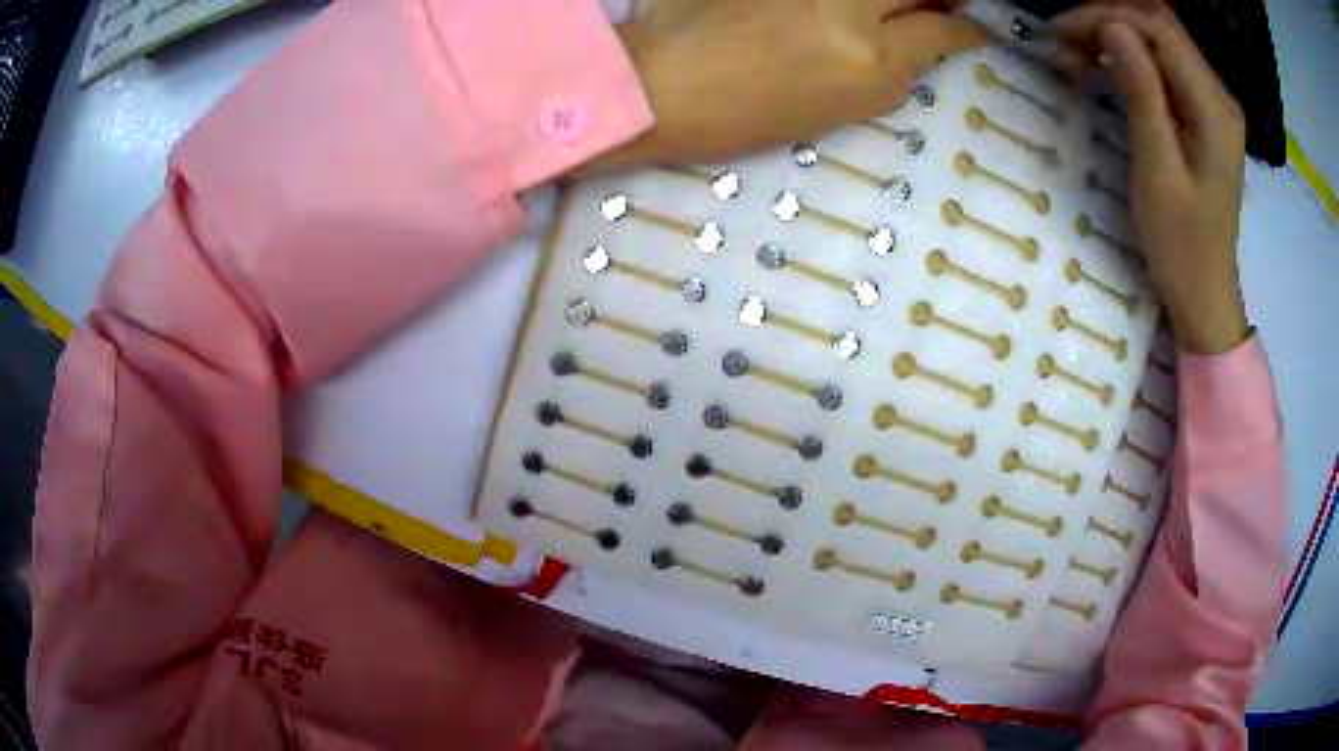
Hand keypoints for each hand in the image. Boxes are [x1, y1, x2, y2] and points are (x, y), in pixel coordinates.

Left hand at [585, 0, 987, 172]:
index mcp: (868, 62)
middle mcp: (849, 4)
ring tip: (882, 15)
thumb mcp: (836, 111)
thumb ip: (889, 74)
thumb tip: (921, 46)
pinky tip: (842, 11)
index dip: (968, 29)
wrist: (658, 84)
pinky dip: (851, 1)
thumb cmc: (742, 115)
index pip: (944, 31)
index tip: (976, 28)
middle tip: (943, 5)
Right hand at [1057, 5, 1250, 353]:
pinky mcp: (1205, 113)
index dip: (1108, 16)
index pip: (1159, 28)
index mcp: (1214, 109)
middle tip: (1067, 41)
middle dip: (1109, 19)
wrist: (1206, 292)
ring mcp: (1215, 103)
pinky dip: (1133, 55)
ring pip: (1161, 38)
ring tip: (1080, 55)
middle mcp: (1219, 95)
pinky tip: (1109, 68)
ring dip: (1118, 34)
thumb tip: (1112, 26)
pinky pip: (1167, 63)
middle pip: (1161, 24)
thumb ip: (1142, 92)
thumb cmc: (1181, 244)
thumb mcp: (1157, 169)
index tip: (1063, 32)